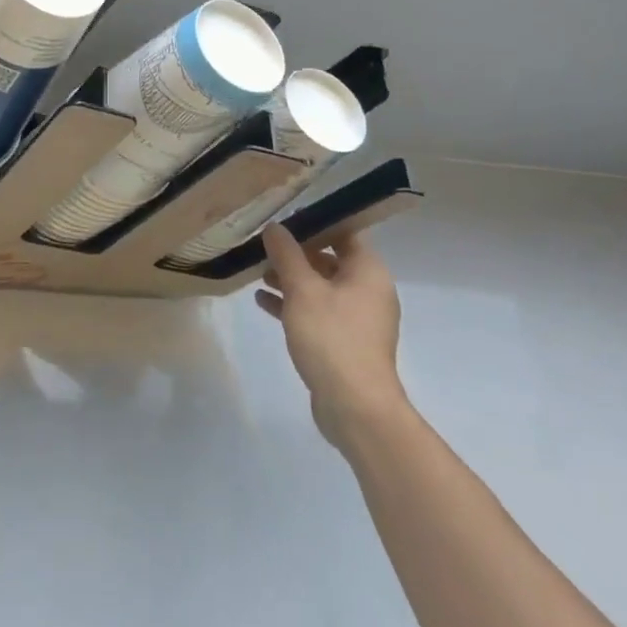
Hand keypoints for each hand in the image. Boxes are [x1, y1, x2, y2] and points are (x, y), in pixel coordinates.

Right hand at [256, 224, 407, 454]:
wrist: (354, 405)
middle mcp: (368, 291)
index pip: (344, 233)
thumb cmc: (331, 337)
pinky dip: (294, 304)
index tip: (282, 221)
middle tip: (263, 248)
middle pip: (330, 260)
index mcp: (368, 272)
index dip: (314, 224)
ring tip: (258, 273)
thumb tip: (275, 227)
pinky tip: (263, 302)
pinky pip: (317, 312)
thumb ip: (287, 255)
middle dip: (296, 254)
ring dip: (291, 279)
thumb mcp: (302, 289)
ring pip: (321, 287)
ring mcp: (358, 319)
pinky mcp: (345, 341)